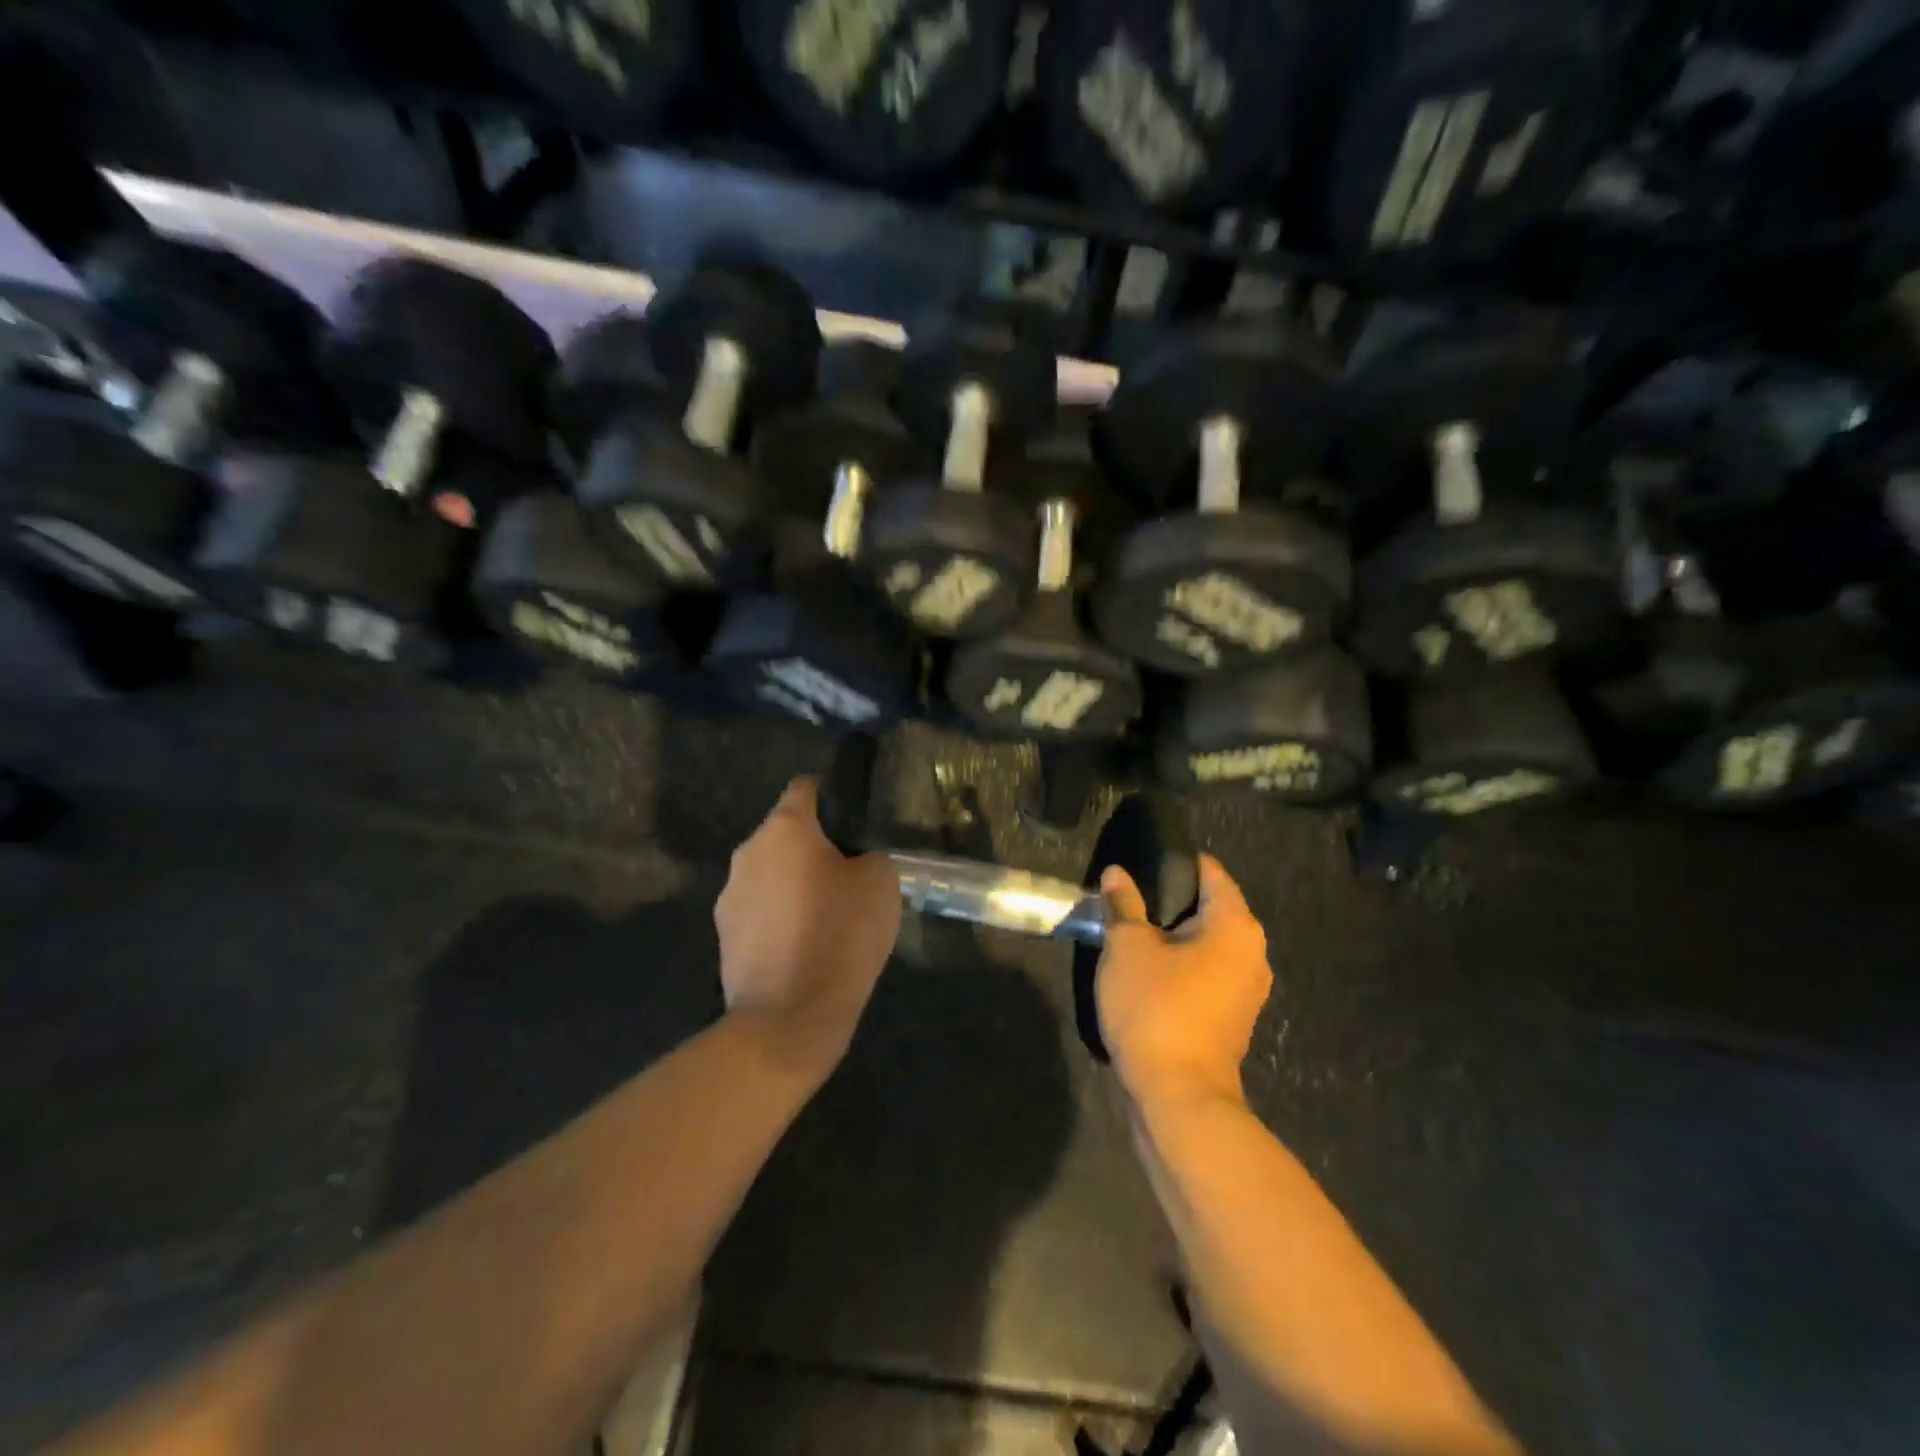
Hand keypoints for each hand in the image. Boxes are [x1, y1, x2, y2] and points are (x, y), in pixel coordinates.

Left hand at [715, 777, 901, 1075]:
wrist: (789, 1018)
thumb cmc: (840, 935)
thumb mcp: (881, 883)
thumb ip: (868, 856)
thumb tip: (853, 861)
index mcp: (784, 829)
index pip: (805, 788)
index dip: (832, 799)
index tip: (853, 826)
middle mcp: (748, 853)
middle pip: (785, 834)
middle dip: (813, 849)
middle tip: (849, 878)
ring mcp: (729, 896)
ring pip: (770, 874)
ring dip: (794, 885)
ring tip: (826, 919)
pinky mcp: (723, 936)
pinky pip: (759, 911)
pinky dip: (780, 919)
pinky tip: (804, 948)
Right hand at [1096, 855, 1271, 1109]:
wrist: (1178, 1097)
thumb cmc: (1156, 1009)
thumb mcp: (1127, 947)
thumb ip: (1123, 904)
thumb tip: (1116, 874)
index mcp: (1236, 926)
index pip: (1210, 872)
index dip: (1174, 861)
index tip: (1139, 861)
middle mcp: (1252, 952)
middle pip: (1209, 907)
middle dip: (1168, 900)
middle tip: (1126, 895)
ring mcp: (1245, 989)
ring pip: (1206, 943)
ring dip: (1171, 935)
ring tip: (1129, 929)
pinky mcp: (1231, 1017)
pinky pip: (1205, 972)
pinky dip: (1179, 964)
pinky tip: (1145, 968)